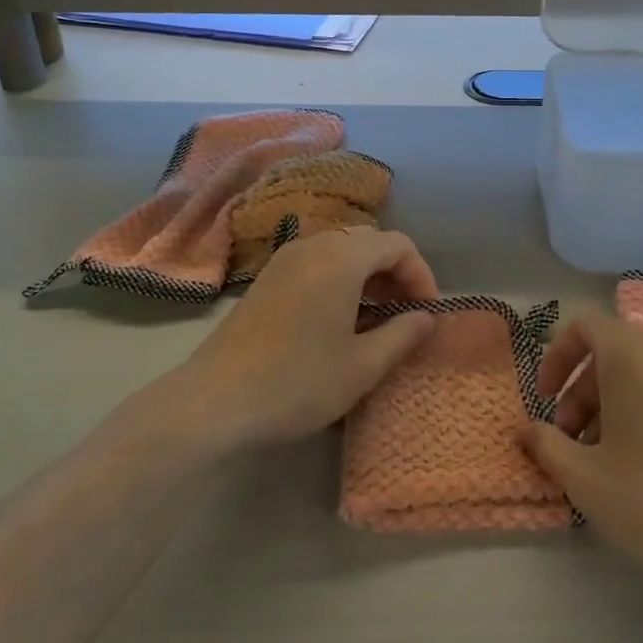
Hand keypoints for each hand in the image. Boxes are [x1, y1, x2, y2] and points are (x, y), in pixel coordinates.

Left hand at [168, 228, 438, 452]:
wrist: (215, 401)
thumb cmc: (298, 382)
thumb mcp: (362, 366)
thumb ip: (402, 335)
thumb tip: (427, 318)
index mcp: (341, 258)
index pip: (398, 245)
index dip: (421, 275)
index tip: (427, 315)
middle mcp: (313, 245)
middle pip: (369, 241)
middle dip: (395, 273)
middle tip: (405, 314)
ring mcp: (285, 259)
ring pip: (341, 250)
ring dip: (367, 276)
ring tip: (376, 319)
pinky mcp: (267, 277)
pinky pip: (316, 262)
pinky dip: (339, 279)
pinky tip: (338, 319)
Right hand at [516, 307, 642, 607]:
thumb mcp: (585, 480)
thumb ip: (546, 445)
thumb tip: (525, 430)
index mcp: (632, 352)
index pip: (583, 324)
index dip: (556, 357)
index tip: (545, 401)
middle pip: (611, 351)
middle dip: (581, 391)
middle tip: (570, 442)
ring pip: (642, 373)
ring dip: (611, 404)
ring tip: (605, 460)